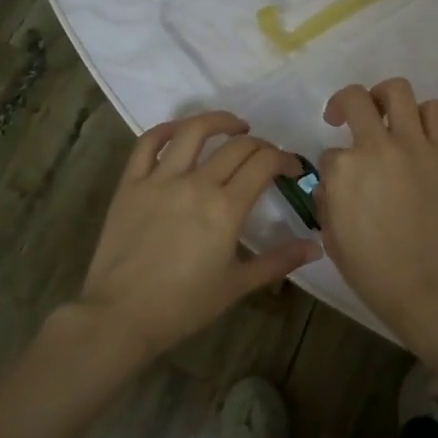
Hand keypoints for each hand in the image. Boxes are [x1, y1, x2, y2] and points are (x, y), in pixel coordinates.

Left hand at [77, 112, 320, 360]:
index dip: (285, 159)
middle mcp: (196, 184)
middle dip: (261, 145)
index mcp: (226, 208)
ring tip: (235, 127)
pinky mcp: (130, 184)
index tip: (292, 169)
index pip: (264, 163)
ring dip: (219, 121)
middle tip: (267, 158)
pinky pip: (148, 143)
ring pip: (193, 132)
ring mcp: (160, 180)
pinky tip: (182, 132)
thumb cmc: (184, 305)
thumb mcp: (237, 285)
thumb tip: (316, 248)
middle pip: (237, 146)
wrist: (121, 316)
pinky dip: (167, 129)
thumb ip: (278, 261)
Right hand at [317, 80, 437, 341]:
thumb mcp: (331, 236)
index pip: (330, 152)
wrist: (427, 285)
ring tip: (384, 116)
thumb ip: (327, 198)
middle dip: (344, 104)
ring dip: (385, 99)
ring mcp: (415, 145)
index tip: (340, 181)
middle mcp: (377, 147)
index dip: (333, 166)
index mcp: (343, 171)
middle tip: (344, 119)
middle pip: (356, 99)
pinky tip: (416, 132)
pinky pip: (435, 112)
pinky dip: (423, 114)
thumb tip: (334, 180)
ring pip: (398, 91)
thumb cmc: (372, 270)